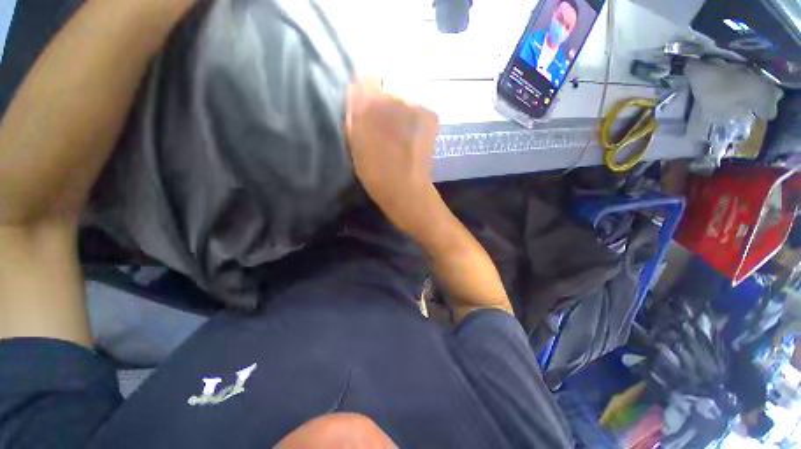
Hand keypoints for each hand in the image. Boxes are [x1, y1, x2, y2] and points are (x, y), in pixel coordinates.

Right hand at [346, 81, 440, 234]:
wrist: (406, 189)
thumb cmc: (375, 171)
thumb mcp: (354, 142)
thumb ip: (353, 112)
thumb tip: (357, 90)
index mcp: (369, 102)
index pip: (365, 77)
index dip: (366, 93)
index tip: (367, 107)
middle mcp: (394, 94)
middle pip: (387, 87)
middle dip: (384, 102)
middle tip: (385, 125)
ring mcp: (415, 103)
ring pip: (404, 98)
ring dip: (401, 110)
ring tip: (401, 134)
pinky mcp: (430, 114)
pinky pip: (418, 109)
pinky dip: (414, 118)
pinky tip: (413, 136)